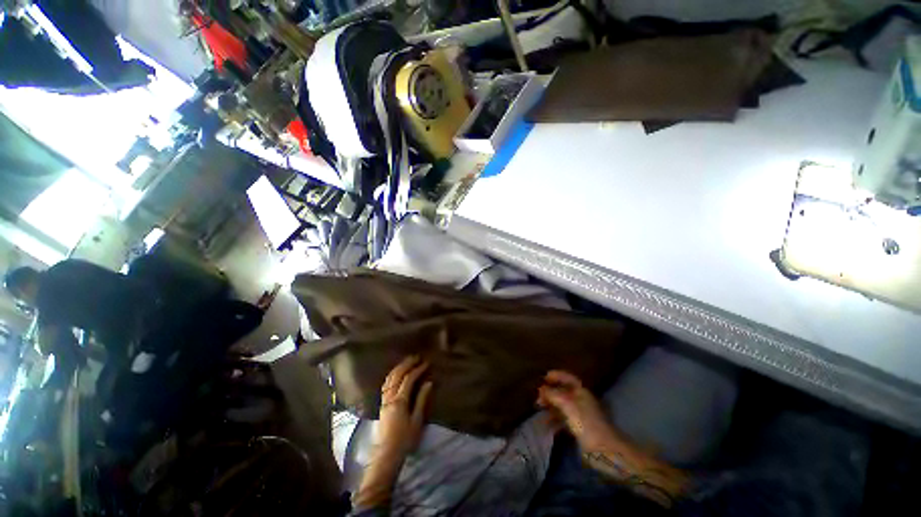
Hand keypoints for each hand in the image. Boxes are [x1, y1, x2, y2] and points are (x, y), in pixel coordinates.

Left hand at [354, 355, 432, 509]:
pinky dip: (392, 375)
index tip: (426, 363)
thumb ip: (422, 400)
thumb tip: (429, 382)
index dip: (417, 370)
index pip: (408, 379)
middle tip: (416, 357)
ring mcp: (384, 400)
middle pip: (397, 375)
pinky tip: (396, 374)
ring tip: (407, 361)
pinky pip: (386, 384)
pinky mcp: (382, 404)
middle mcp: (390, 397)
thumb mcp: (417, 420)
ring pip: (389, 378)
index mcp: (400, 401)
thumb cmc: (405, 439)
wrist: (387, 454)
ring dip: (398, 367)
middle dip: (406, 364)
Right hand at [537, 370, 616, 453]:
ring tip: (538, 408)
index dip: (556, 376)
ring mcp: (580, 415)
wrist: (603, 449)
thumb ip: (553, 394)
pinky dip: (554, 420)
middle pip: (563, 392)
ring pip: (562, 406)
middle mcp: (581, 400)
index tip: (543, 377)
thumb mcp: (567, 403)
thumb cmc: (585, 422)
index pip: (568, 378)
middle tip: (538, 395)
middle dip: (550, 392)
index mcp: (581, 391)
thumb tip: (541, 388)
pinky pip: (563, 420)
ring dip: (550, 406)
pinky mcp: (579, 428)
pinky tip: (545, 424)